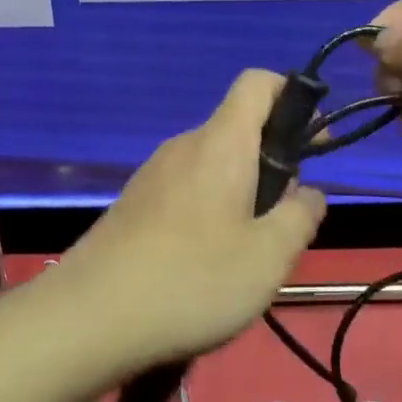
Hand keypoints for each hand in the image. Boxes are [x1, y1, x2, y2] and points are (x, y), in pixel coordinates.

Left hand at [56, 70, 326, 372]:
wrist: (88, 319)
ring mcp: (152, 175)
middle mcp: (184, 147)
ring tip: (245, 255)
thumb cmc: (192, 280)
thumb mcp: (269, 256)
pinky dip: (208, 213)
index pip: (258, 83)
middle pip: (238, 131)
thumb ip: (300, 216)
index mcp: (221, 144)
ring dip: (241, 195)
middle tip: (282, 223)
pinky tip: (203, 267)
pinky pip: (185, 192)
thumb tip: (309, 193)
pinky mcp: (133, 206)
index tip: (313, 142)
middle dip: (272, 165)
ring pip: (213, 167)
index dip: (292, 96)